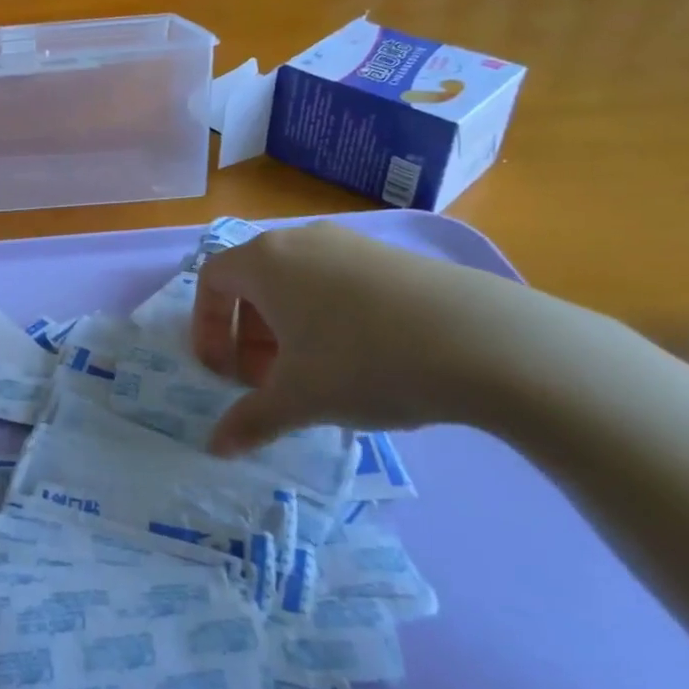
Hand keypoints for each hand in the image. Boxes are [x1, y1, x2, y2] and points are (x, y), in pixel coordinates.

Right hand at [192, 221, 556, 453]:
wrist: (481, 341)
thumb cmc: (362, 361)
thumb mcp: (299, 399)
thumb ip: (250, 420)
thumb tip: (215, 448)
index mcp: (264, 261)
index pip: (212, 281)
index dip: (206, 328)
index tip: (221, 372)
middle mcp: (301, 241)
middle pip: (253, 283)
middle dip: (248, 335)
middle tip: (265, 381)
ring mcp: (350, 244)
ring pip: (296, 285)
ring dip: (287, 330)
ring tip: (312, 375)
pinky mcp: (391, 258)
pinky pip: (336, 285)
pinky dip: (326, 319)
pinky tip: (360, 361)